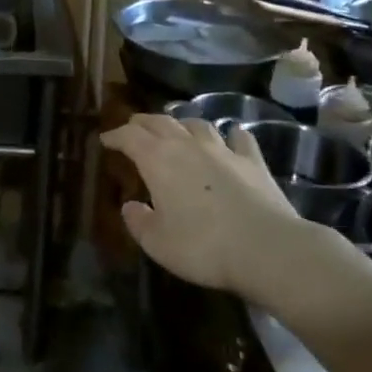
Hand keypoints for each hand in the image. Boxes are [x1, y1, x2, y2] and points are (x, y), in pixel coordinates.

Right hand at [100, 114, 358, 306]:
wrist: (267, 249)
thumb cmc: (202, 247)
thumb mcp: (157, 243)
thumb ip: (138, 222)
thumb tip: (130, 206)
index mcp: (158, 160)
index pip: (129, 136)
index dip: (115, 135)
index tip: (105, 139)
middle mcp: (188, 146)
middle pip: (161, 122)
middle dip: (143, 123)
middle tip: (134, 128)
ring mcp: (224, 150)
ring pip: (198, 124)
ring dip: (183, 124)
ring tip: (178, 131)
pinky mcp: (254, 162)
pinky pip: (239, 138)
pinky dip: (230, 135)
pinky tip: (231, 137)